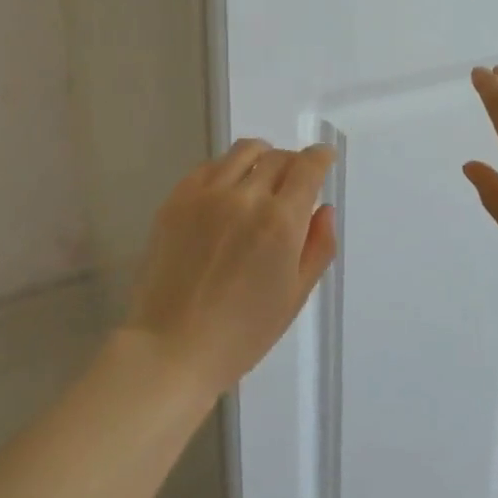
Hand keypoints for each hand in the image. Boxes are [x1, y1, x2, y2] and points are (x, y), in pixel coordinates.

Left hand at [121, 140, 337, 397]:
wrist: (172, 345)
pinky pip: (210, 165)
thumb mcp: (294, 296)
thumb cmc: (242, 332)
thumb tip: (324, 208)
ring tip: (261, 176)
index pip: (307, 167)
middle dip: (293, 163)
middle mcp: (246, 197)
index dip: (320, 156)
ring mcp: (208, 193)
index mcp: (281, 222)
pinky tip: (227, 190)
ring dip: (261, 157)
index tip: (324, 156)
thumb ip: (318, 247)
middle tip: (293, 181)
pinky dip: (227, 168)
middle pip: (277, 157)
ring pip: (243, 151)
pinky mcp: (178, 197)